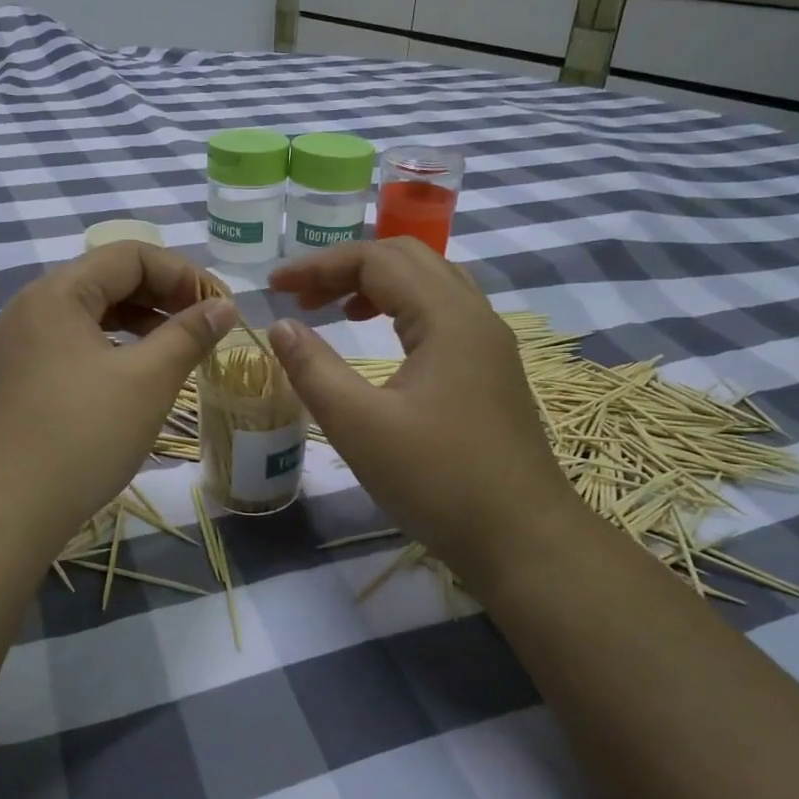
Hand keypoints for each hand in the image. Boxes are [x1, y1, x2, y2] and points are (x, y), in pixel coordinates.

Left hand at [0, 241, 234, 552]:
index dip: (183, 273)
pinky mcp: (20, 377)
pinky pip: (75, 342)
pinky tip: (138, 373)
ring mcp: (21, 344)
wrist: (5, 511)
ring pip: (92, 313)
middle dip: (164, 295)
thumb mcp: (147, 380)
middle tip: (206, 326)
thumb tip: (224, 306)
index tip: (220, 307)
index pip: (130, 255)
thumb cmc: (82, 436)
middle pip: (109, 279)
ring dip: (141, 321)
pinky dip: (114, 347)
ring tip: (180, 348)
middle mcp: (32, 307)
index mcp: (57, 293)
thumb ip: (189, 334)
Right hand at [268, 239, 584, 585]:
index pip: (376, 260)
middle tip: (302, 296)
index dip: (319, 265)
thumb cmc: (438, 480)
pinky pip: (442, 312)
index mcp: (447, 317)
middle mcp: (474, 315)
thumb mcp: (359, 426)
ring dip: (377, 284)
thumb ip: (313, 369)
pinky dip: (401, 307)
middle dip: (347, 267)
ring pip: (429, 282)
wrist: (524, 540)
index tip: (274, 288)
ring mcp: (489, 342)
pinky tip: (381, 337)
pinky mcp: (491, 369)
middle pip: (407, 258)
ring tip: (334, 309)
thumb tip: (281, 326)